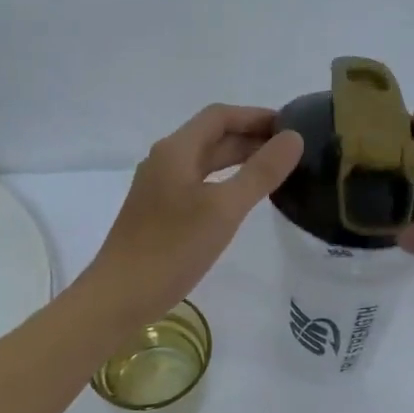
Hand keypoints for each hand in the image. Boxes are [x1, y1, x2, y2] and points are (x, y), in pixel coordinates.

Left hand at [82, 105, 303, 326]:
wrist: (120, 296)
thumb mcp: (224, 208)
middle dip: (250, 137)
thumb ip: (260, 172)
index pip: (219, 116)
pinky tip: (242, 200)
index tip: (290, 126)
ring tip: (275, 170)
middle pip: (212, 137)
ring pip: (205, 162)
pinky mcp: (160, 212)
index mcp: (176, 150)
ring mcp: (160, 188)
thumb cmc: (173, 248)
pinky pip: (199, 184)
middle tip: (291, 150)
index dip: (255, 116)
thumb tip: (294, 138)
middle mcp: (165, 161)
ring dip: (239, 160)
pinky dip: (225, 181)